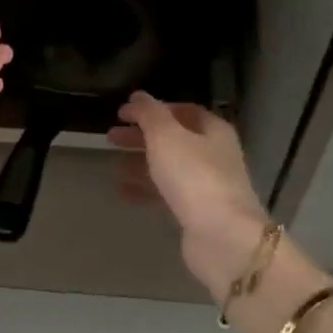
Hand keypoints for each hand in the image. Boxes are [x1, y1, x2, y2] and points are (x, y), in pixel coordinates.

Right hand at [109, 91, 269, 301]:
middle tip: (110, 137)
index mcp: (213, 131)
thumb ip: (149, 114)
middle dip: (142, 136)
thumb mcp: (166, 137)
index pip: (183, 111)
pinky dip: (145, 190)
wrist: (222, 236)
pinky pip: (167, 195)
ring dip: (141, 163)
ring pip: (169, 168)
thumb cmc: (194, 177)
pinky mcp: (197, 213)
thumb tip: (137, 96)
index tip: (123, 113)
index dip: (153, 109)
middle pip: (174, 139)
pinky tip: (122, 192)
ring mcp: (207, 185)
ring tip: (113, 165)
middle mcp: (214, 155)